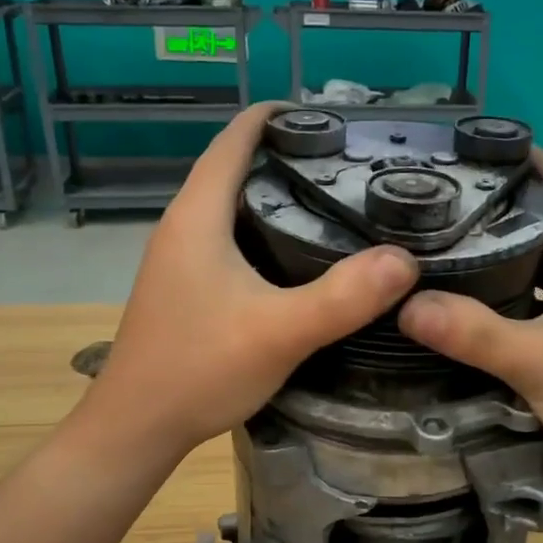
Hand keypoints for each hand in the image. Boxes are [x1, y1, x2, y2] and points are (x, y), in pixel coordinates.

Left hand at [84, 104, 418, 459]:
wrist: (137, 427)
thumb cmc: (198, 370)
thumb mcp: (279, 333)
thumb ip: (342, 298)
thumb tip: (405, 261)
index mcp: (198, 216)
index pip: (234, 138)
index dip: (278, 116)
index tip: (333, 118)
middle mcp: (183, 226)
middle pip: (236, 166)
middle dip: (288, 153)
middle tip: (351, 162)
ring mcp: (180, 258)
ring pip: (233, 204)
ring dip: (277, 192)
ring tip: (336, 199)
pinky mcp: (187, 286)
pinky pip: (231, 237)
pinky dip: (266, 229)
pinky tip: (301, 255)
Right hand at [397, 152, 542, 488]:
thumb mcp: (535, 362)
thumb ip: (472, 332)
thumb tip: (406, 305)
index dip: (521, 161)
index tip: (469, 151)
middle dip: (502, 203)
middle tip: (444, 196)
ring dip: (508, 244)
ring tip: (452, 236)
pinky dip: (516, 281)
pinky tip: (480, 292)